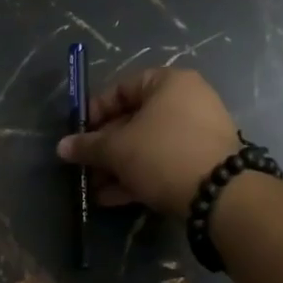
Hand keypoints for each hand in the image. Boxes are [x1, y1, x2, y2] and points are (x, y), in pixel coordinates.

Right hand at [55, 68, 240, 216]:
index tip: (78, 134)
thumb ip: (88, 146)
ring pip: (147, 146)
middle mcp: (187, 101)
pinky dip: (139, 177)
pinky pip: (163, 163)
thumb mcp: (118, 149)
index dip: (95, 110)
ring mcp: (198, 133)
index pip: (122, 88)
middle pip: (134, 120)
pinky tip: (113, 199)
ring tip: (94, 189)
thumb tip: (62, 147)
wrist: (220, 194)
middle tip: (84, 166)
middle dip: (105, 147)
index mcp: (169, 83)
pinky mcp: (203, 163)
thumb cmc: (163, 154)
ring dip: (118, 167)